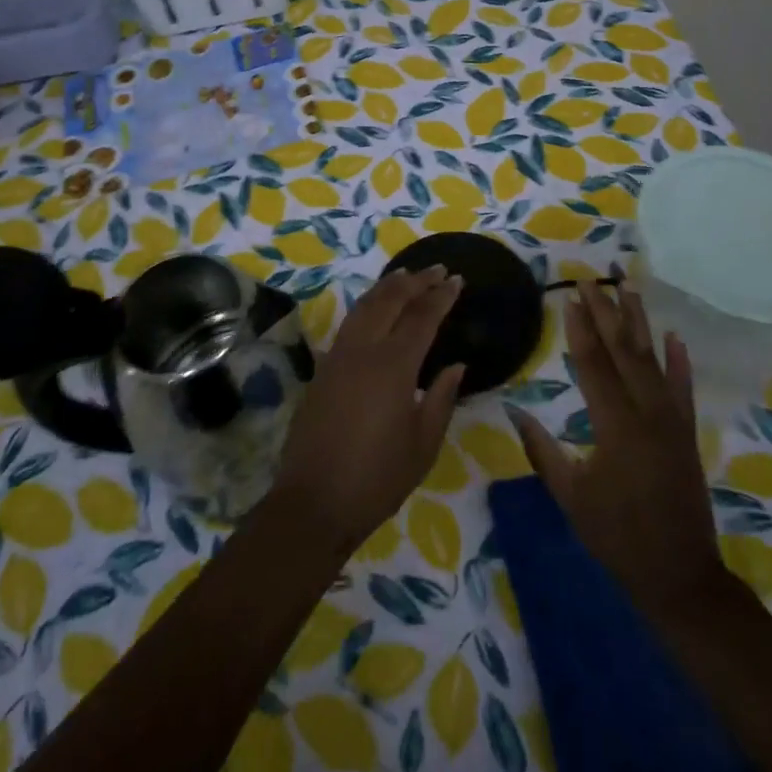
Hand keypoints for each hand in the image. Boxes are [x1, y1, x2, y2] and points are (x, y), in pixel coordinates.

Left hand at [272, 267, 465, 551]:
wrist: (313, 501)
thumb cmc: (377, 478)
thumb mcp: (423, 444)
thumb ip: (441, 398)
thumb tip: (456, 365)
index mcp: (393, 366)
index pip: (422, 317)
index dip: (441, 296)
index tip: (457, 279)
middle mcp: (364, 350)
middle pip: (390, 300)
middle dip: (415, 281)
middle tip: (437, 270)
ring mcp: (338, 356)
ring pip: (365, 306)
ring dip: (388, 286)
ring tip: (407, 275)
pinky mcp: (323, 368)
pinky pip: (350, 322)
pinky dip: (368, 305)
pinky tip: (376, 308)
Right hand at [508, 283, 723, 621]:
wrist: (679, 575)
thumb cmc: (616, 536)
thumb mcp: (570, 496)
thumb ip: (542, 449)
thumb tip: (514, 409)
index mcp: (615, 426)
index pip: (593, 365)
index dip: (580, 329)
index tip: (569, 297)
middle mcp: (647, 413)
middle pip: (624, 352)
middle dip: (606, 312)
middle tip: (591, 280)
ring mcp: (672, 420)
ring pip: (654, 360)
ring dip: (639, 322)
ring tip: (628, 288)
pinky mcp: (687, 432)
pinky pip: (683, 388)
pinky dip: (679, 360)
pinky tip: (673, 335)